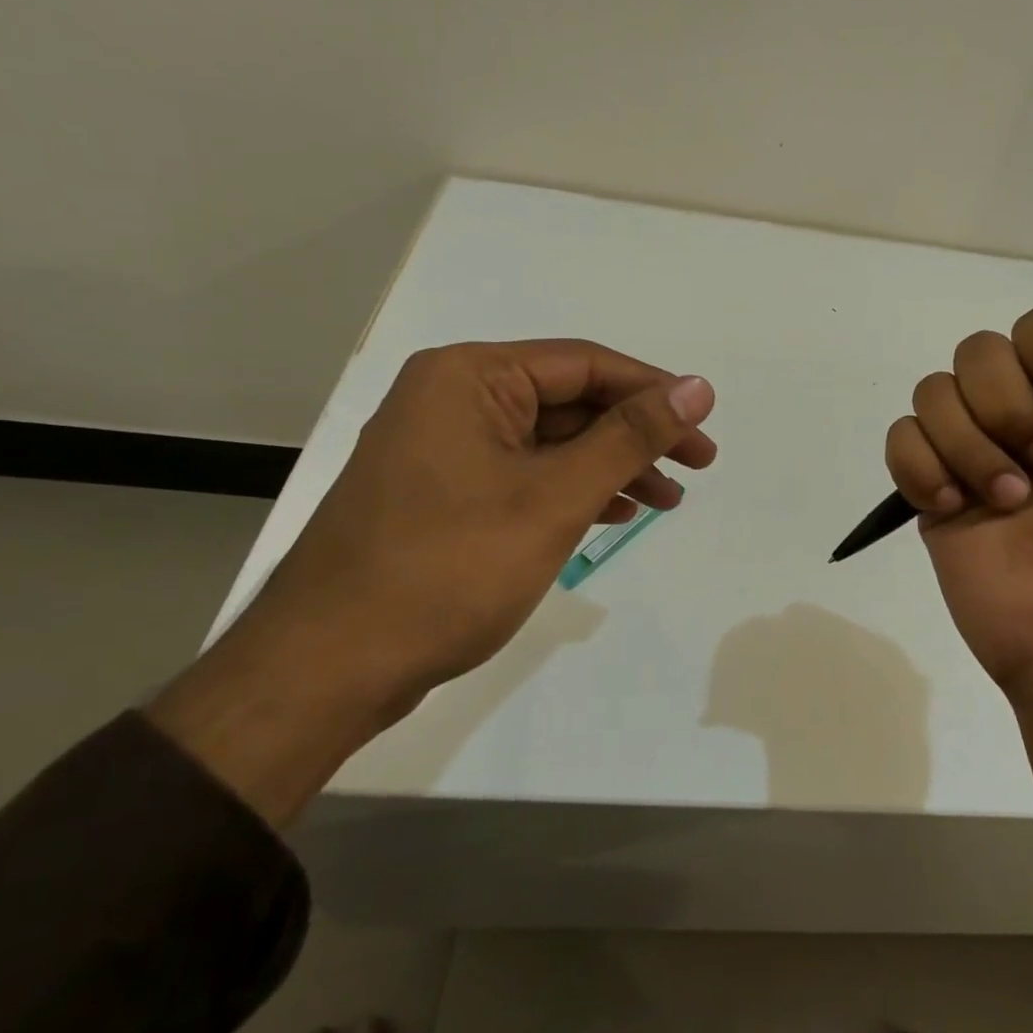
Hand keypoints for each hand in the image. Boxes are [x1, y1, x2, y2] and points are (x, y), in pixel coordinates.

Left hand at [150, 339, 714, 824]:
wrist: (328, 668)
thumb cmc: (448, 570)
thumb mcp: (554, 497)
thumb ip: (630, 437)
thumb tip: (698, 388)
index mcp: (470, 377)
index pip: (585, 364)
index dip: (653, 391)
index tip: (704, 426)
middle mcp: (452, 398)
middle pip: (569, 401)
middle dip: (635, 435)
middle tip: (696, 468)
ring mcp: (443, 447)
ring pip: (550, 441)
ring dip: (610, 466)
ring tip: (664, 501)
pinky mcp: (442, 492)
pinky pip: (523, 473)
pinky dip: (571, 490)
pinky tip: (610, 513)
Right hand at [884, 276, 1032, 693]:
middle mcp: (1024, 417)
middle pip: (976, 352)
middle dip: (1008, 406)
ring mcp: (972, 455)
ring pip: (933, 393)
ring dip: (971, 446)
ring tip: (1007, 503)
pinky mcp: (932, 493)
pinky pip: (900, 440)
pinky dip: (921, 466)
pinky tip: (955, 505)